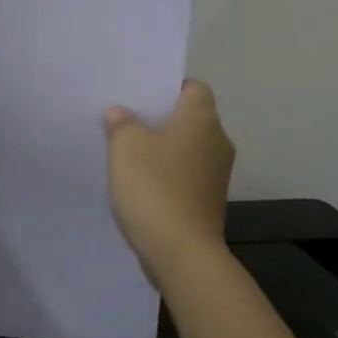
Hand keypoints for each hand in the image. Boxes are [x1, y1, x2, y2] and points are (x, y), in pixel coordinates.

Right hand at [104, 79, 234, 288]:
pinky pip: (184, 174)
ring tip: (126, 150)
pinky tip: (139, 181)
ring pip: (186, 148)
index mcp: (201, 119)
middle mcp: (217, 141)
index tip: (140, 93)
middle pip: (189, 118)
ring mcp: (215, 174)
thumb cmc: (154, 186)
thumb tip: (120, 112)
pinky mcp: (208, 201)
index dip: (168, 86)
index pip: (193, 87)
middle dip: (160, 117)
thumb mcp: (126, 146)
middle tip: (125, 118)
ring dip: (161, 148)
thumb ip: (121, 123)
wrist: (181, 251)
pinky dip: (166, 173)